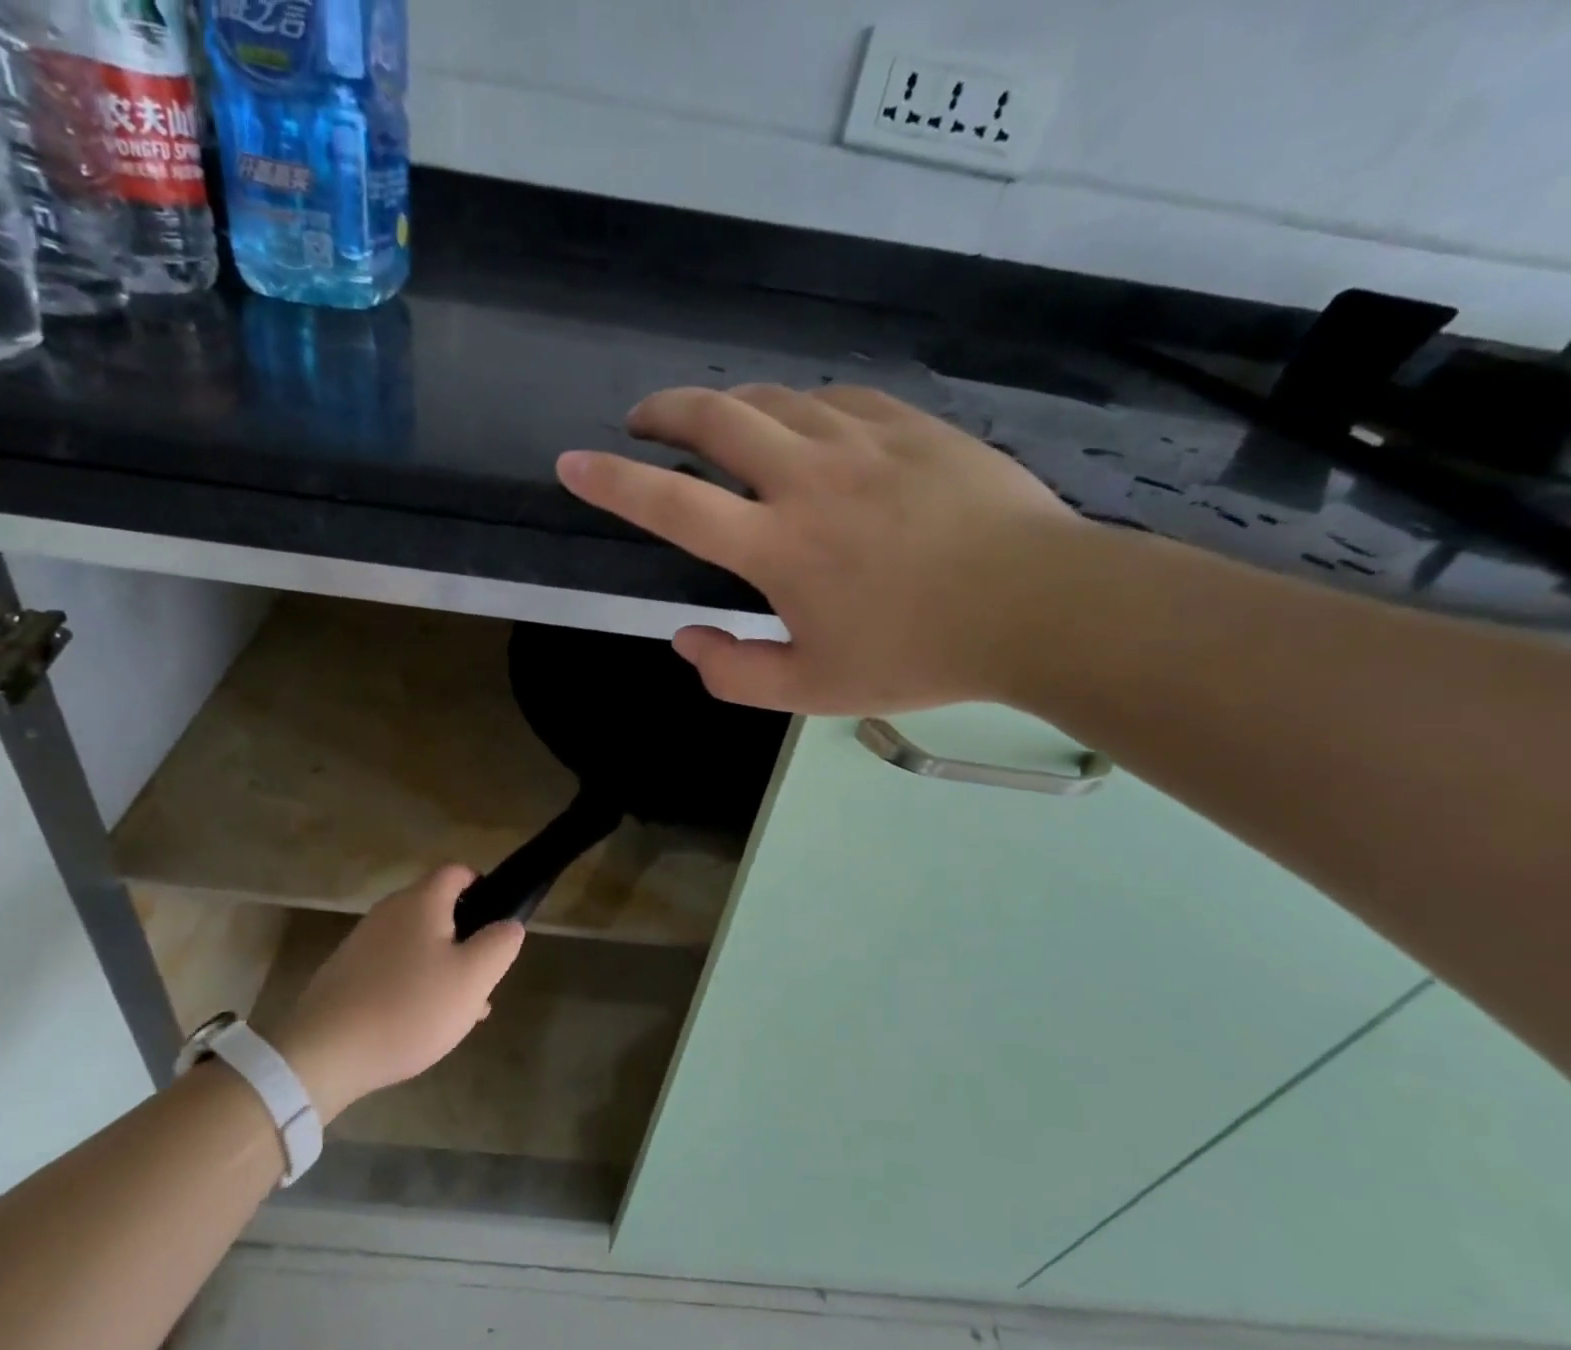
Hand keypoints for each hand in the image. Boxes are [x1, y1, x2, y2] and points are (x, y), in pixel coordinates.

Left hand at [252, 867, 525, 1122]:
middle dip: (465, 939)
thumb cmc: (408, 1008)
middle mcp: (389, 910)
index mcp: (421, 901)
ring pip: (417, 942)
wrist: (323, 1053)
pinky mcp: (345, 972)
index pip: (457, 872)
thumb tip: (508, 925)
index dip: (483, 889)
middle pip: (438, 909)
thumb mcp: (473, 978)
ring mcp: (362, 941)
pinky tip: (418, 1022)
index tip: (496, 924)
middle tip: (480, 978)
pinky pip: (391, 966)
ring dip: (441, 966)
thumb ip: (500, 944)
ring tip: (456, 1011)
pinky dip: (412, 983)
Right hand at [557, 384, 1088, 714]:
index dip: (612, 483)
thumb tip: (685, 640)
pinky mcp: (910, 425)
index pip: (673, 506)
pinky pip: (835, 399)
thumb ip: (735, 674)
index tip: (572, 462)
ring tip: (720, 428)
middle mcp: (808, 479)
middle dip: (665, 412)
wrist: (1038, 606)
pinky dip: (800, 408)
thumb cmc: (918, 655)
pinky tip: (805, 427)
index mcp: (778, 547)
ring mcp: (863, 442)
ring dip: (732, 408)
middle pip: (716, 418)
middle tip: (645, 422)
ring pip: (775, 398)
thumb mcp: (814, 691)